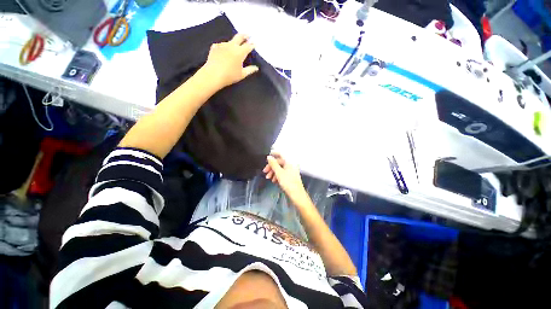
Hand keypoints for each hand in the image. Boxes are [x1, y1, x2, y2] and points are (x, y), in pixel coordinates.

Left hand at [200, 34, 258, 89]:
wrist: (213, 75)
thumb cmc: (230, 76)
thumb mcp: (242, 74)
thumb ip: (250, 70)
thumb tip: (256, 68)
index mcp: (240, 52)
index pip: (248, 46)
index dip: (252, 44)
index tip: (255, 44)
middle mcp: (232, 45)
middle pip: (239, 36)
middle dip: (245, 35)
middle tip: (248, 35)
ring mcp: (222, 45)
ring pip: (230, 41)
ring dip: (234, 43)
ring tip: (235, 47)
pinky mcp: (215, 47)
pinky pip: (222, 45)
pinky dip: (225, 47)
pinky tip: (224, 52)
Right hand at [263, 152, 310, 205]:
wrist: (297, 195)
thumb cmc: (288, 183)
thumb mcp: (279, 173)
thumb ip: (273, 164)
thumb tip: (269, 157)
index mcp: (289, 162)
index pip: (281, 155)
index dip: (274, 154)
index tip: (267, 157)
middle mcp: (290, 165)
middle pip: (279, 163)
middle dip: (271, 167)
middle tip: (265, 172)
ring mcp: (290, 171)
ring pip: (280, 169)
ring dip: (273, 172)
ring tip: (269, 178)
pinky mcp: (290, 177)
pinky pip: (282, 174)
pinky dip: (277, 176)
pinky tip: (274, 181)